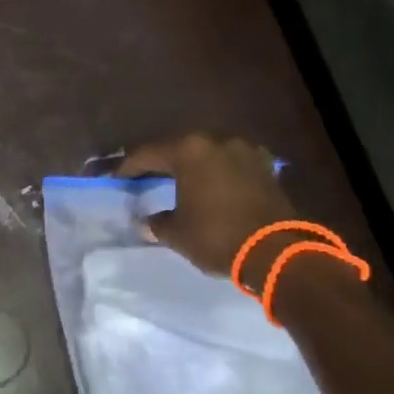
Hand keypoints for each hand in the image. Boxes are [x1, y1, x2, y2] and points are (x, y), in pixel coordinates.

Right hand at [116, 133, 299, 279]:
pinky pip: (231, 164)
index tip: (116, 179)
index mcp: (189, 150)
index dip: (128, 167)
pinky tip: (212, 186)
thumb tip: (147, 222)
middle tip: (145, 177)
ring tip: (180, 182)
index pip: (148, 153)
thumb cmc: (217, 236)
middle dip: (161, 162)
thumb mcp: (177, 233)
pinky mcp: (266, 167)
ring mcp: (245, 151)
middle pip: (179, 147)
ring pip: (208, 153)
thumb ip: (157, 222)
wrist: (277, 252)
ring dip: (193, 165)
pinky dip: (218, 173)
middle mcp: (217, 141)